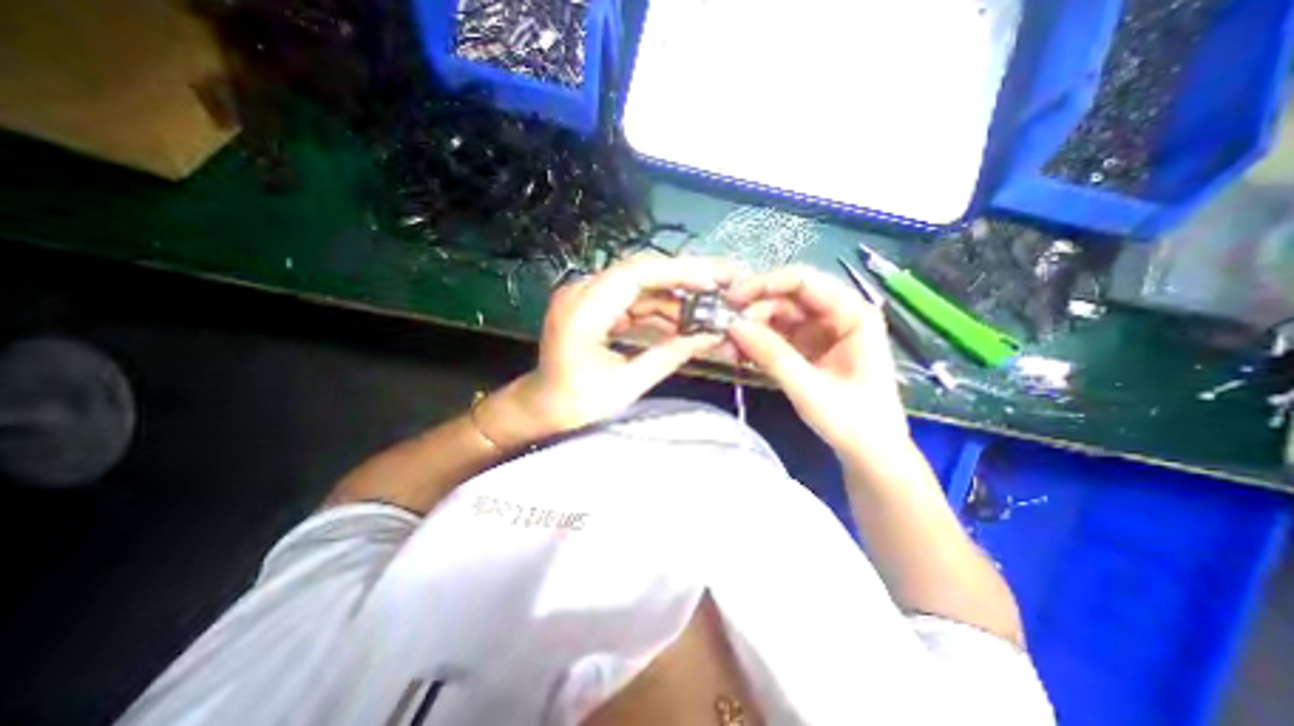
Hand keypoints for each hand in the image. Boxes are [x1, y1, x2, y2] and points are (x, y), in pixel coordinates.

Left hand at [477, 256, 736, 447]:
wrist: (542, 406)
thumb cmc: (576, 403)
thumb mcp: (626, 386)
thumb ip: (668, 357)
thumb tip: (710, 337)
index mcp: (582, 312)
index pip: (634, 274)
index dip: (676, 273)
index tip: (711, 282)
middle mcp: (582, 293)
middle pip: (640, 271)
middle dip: (683, 277)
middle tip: (721, 284)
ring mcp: (587, 296)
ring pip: (640, 285)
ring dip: (674, 298)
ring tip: (708, 310)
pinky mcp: (595, 305)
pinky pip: (633, 299)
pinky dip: (659, 310)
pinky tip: (682, 321)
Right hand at [726, 263, 908, 458]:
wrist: (869, 452)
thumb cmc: (853, 422)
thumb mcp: (809, 389)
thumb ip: (772, 355)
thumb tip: (732, 325)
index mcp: (852, 313)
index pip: (803, 281)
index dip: (764, 284)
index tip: (731, 300)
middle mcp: (836, 314)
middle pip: (786, 297)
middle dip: (753, 310)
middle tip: (725, 329)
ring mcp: (819, 330)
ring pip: (776, 315)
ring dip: (750, 328)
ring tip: (727, 345)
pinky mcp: (806, 346)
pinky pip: (775, 335)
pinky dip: (756, 342)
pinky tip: (738, 351)